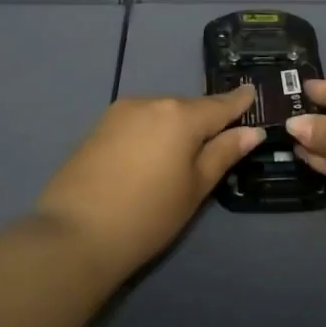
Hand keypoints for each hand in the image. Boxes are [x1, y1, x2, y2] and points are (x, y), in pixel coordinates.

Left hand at [34, 87, 262, 277]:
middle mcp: (151, 103)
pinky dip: (150, 134)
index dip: (237, 101)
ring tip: (180, 158)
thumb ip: (223, 154)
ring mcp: (120, 112)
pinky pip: (138, 123)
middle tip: (218, 141)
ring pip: (160, 115)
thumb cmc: (147, 215)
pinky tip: (149, 159)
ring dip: (174, 128)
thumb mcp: (194, 188)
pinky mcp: (98, 127)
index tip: (251, 92)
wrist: (74, 234)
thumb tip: (250, 132)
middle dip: (203, 121)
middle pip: (187, 109)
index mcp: (180, 115)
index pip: (219, 104)